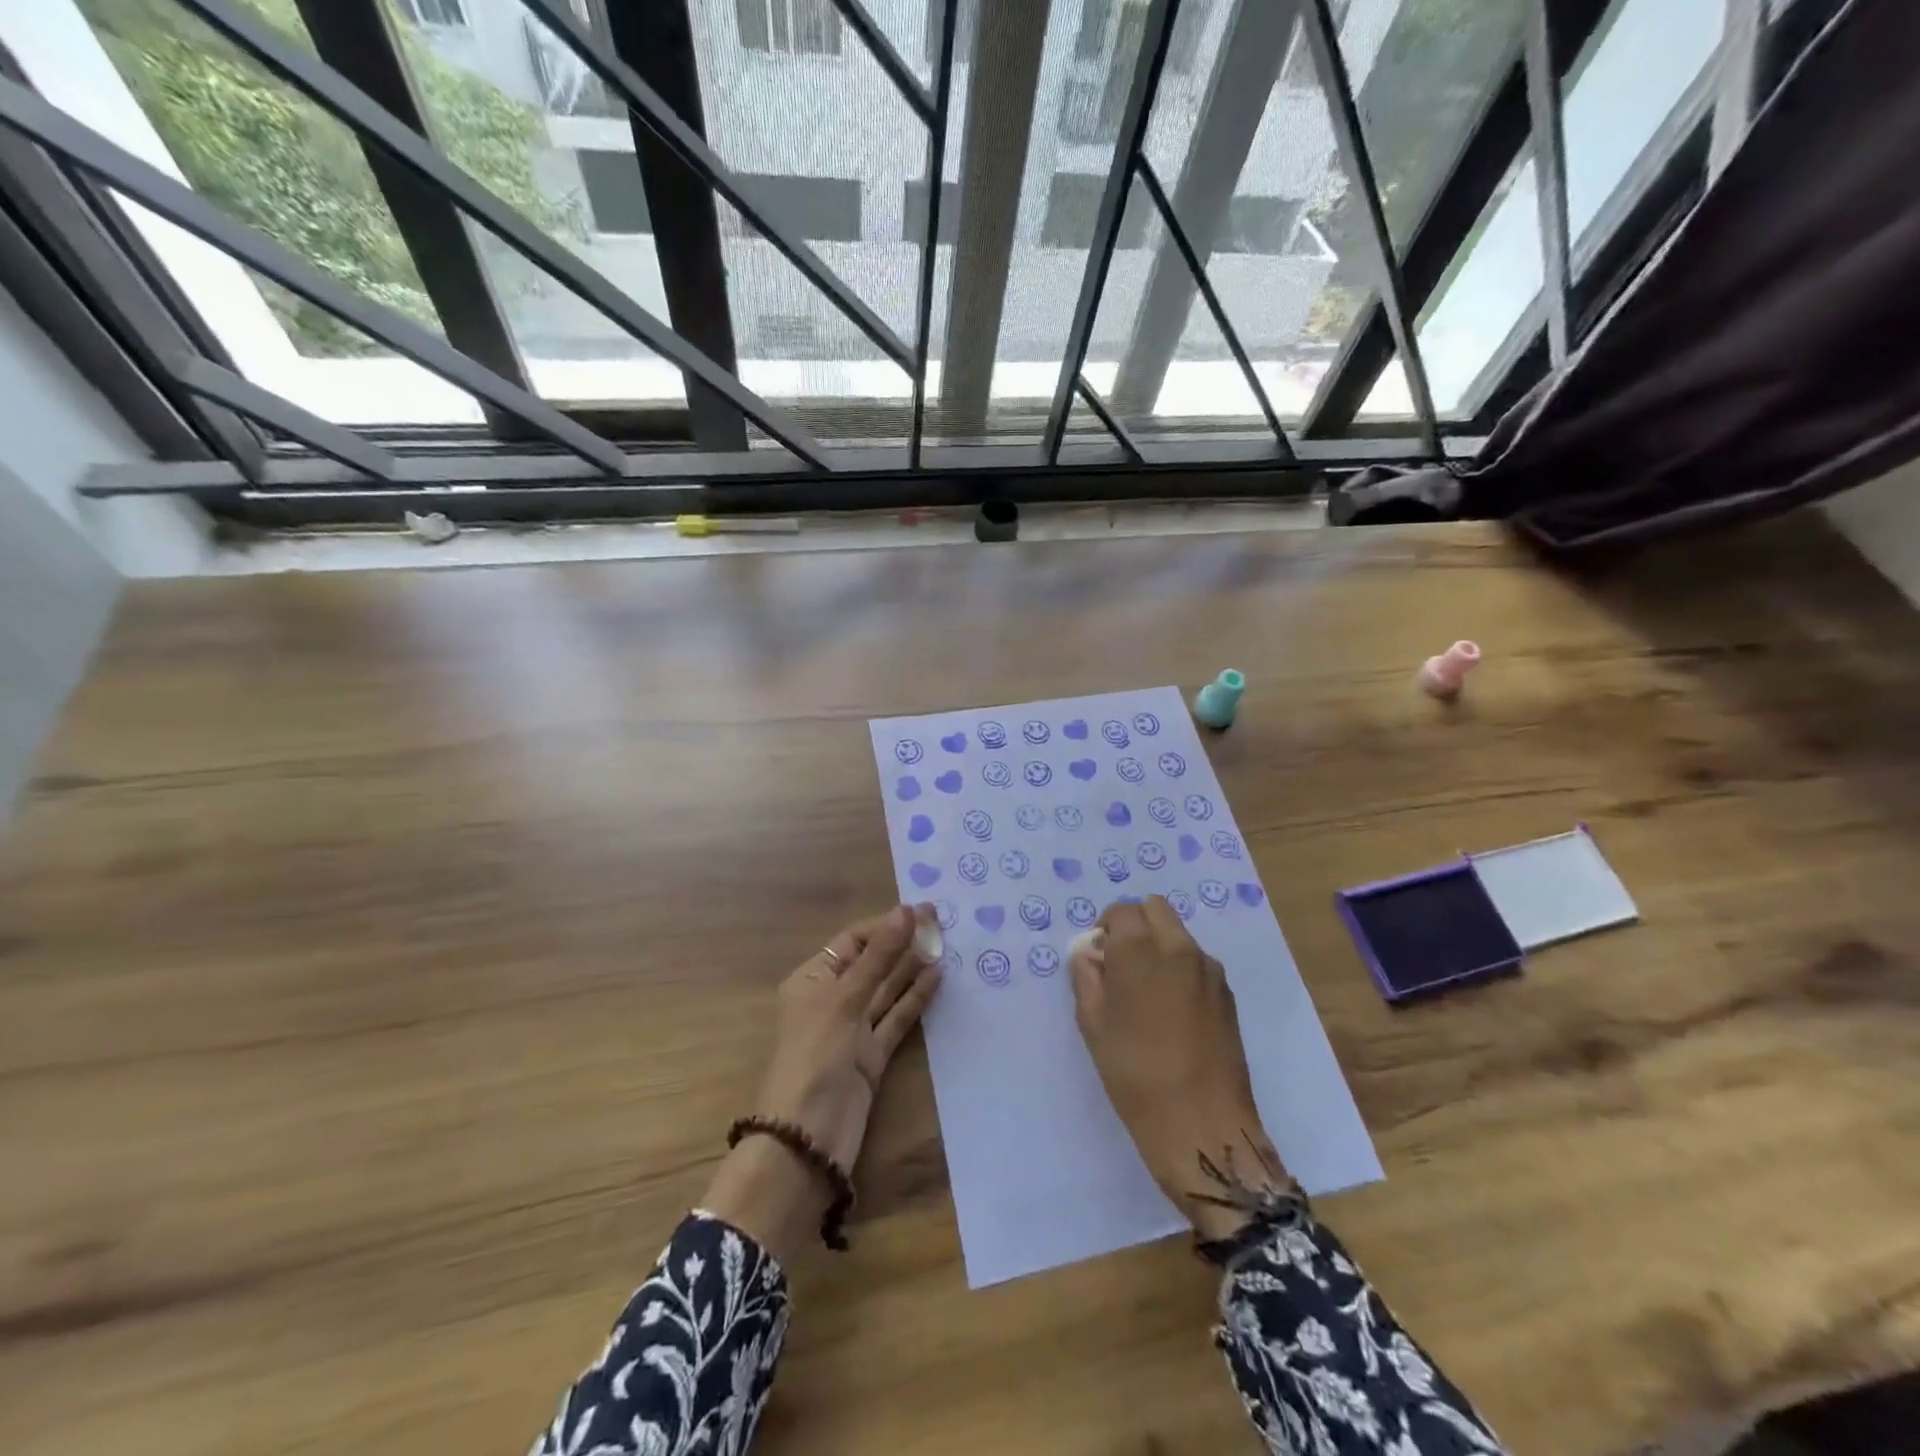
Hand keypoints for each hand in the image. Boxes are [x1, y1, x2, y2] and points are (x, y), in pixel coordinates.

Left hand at [704, 904, 942, 1261]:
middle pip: (872, 962)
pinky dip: (915, 999)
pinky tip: (938, 978)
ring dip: (912, 968)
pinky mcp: (872, 1055)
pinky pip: (897, 1018)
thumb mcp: (844, 1000)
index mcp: (813, 980)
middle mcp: (832, 1000)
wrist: (808, 1139)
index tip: (922, 911)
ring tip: (946, 944)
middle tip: (942, 922)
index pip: (853, 941)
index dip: (886, 924)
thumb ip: (879, 957)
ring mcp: (853, 1029)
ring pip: (887, 989)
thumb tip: (905, 911)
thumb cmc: (815, 1057)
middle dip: (902, 942)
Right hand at [1070, 896, 1280, 1239]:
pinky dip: (1181, 969)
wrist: (1201, 1122)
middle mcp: (1177, 946)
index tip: (1100, 958)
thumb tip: (1090, 954)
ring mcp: (1208, 968)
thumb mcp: (1093, 1024)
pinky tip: (1174, 1012)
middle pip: (1155, 909)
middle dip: (1136, 925)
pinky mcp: (1227, 992)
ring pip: (1179, 934)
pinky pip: (1197, 962)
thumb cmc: (1134, 1072)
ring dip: (1160, 946)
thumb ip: (1087, 977)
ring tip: (1150, 993)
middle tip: (1123, 964)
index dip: (1106, 928)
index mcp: (1139, 948)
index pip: (1121, 910)